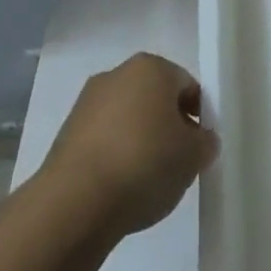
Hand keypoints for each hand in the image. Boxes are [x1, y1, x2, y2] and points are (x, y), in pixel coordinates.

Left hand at [41, 53, 218, 238]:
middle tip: (177, 162)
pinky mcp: (65, 134)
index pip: (187, 86)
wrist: (75, 203)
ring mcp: (86, 103)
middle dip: (168, 126)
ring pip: (128, 119)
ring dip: (140, 141)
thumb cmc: (145, 164)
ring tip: (147, 180)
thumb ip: (205, 142)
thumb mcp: (194, 156)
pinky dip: (115, 156)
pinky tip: (120, 186)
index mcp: (151, 67)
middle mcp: (116, 74)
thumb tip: (200, 140)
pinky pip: (104, 140)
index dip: (199, 116)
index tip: (200, 147)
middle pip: (155, 99)